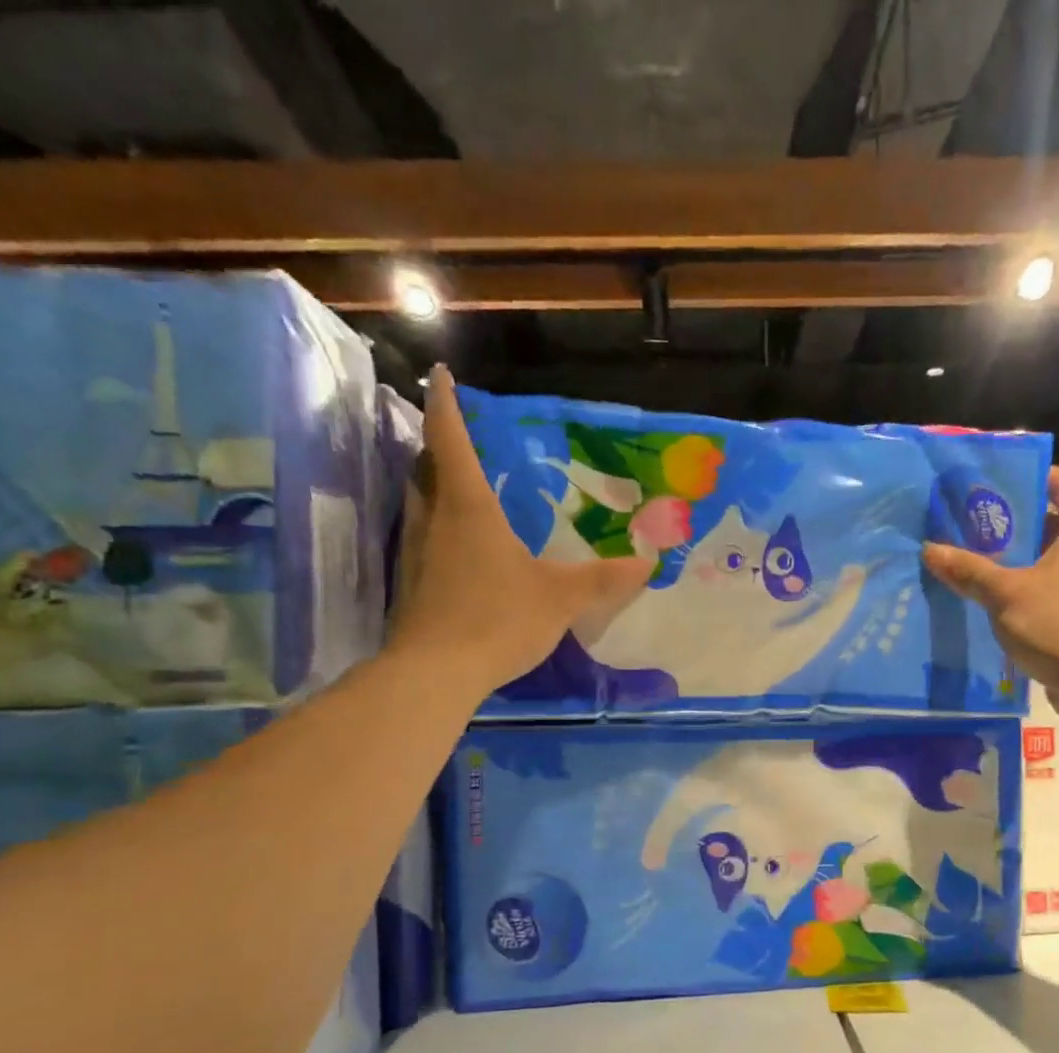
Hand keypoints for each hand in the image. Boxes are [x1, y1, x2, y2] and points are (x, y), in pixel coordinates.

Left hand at [390, 366, 648, 691]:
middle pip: (425, 467)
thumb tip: (647, 564)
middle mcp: (433, 520)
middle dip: (438, 446)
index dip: (447, 404)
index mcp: (468, 508)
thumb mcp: (559, 598)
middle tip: (457, 439)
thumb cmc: (498, 619)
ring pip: (419, 504)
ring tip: (457, 488)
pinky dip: (435, 529)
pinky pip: (422, 539)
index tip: (440, 374)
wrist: (436, 672)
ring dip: (433, 487)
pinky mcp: (410, 585)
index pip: (451, 439)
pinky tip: (456, 551)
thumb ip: (602, 579)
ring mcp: (415, 553)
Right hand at [924, 467, 1058, 725]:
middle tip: (975, 527)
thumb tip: (930, 549)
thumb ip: (969, 571)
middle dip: (1018, 521)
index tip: (999, 487)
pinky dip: (1032, 586)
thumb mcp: (1006, 595)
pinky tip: (998, 601)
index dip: (1037, 477)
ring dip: (1022, 558)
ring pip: (1056, 556)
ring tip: (979, 562)